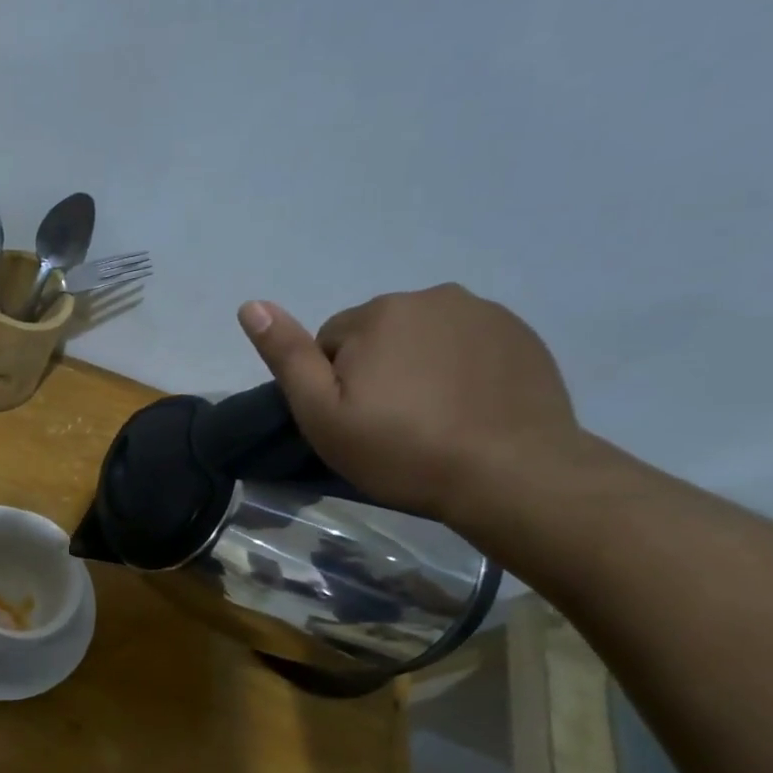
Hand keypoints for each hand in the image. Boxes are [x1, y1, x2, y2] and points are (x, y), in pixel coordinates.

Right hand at [237, 285, 580, 523]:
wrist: (511, 475)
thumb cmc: (402, 450)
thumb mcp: (323, 414)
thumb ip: (287, 357)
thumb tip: (251, 305)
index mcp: (378, 313)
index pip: (331, 341)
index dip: (335, 384)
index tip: (355, 420)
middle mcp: (431, 296)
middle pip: (379, 334)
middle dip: (376, 369)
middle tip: (391, 423)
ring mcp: (484, 313)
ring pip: (424, 337)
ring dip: (418, 366)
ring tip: (432, 417)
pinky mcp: (521, 335)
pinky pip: (467, 344)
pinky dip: (459, 369)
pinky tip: (467, 408)